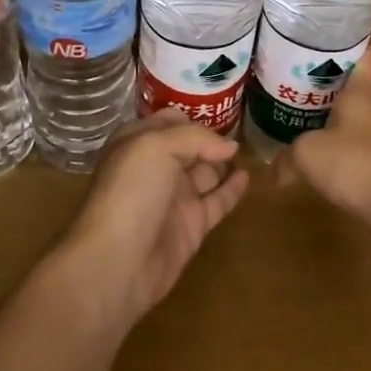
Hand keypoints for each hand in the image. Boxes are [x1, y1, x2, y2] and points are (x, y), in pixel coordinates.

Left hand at [63, 109, 250, 324]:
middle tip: (245, 129)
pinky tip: (248, 176)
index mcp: (138, 144)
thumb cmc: (131, 193)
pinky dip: (233, 188)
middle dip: (213, 138)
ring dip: (225, 162)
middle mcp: (156, 168)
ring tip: (252, 150)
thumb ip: (196, 138)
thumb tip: (230, 147)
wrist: (118, 262)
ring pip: (206, 173)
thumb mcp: (157, 147)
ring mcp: (174, 198)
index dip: (193, 116)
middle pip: (191, 146)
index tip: (222, 108)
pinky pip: (218, 200)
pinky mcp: (192, 226)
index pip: (169, 121)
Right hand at [276, 38, 370, 255]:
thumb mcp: (308, 154)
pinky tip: (321, 162)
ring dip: (338, 122)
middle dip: (338, 87)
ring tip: (307, 120)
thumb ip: (288, 156)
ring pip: (357, 123)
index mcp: (361, 95)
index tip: (369, 32)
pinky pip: (357, 152)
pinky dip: (341, 153)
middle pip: (359, 92)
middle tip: (309, 79)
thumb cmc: (354, 162)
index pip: (369, 61)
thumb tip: (275, 167)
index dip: (369, 45)